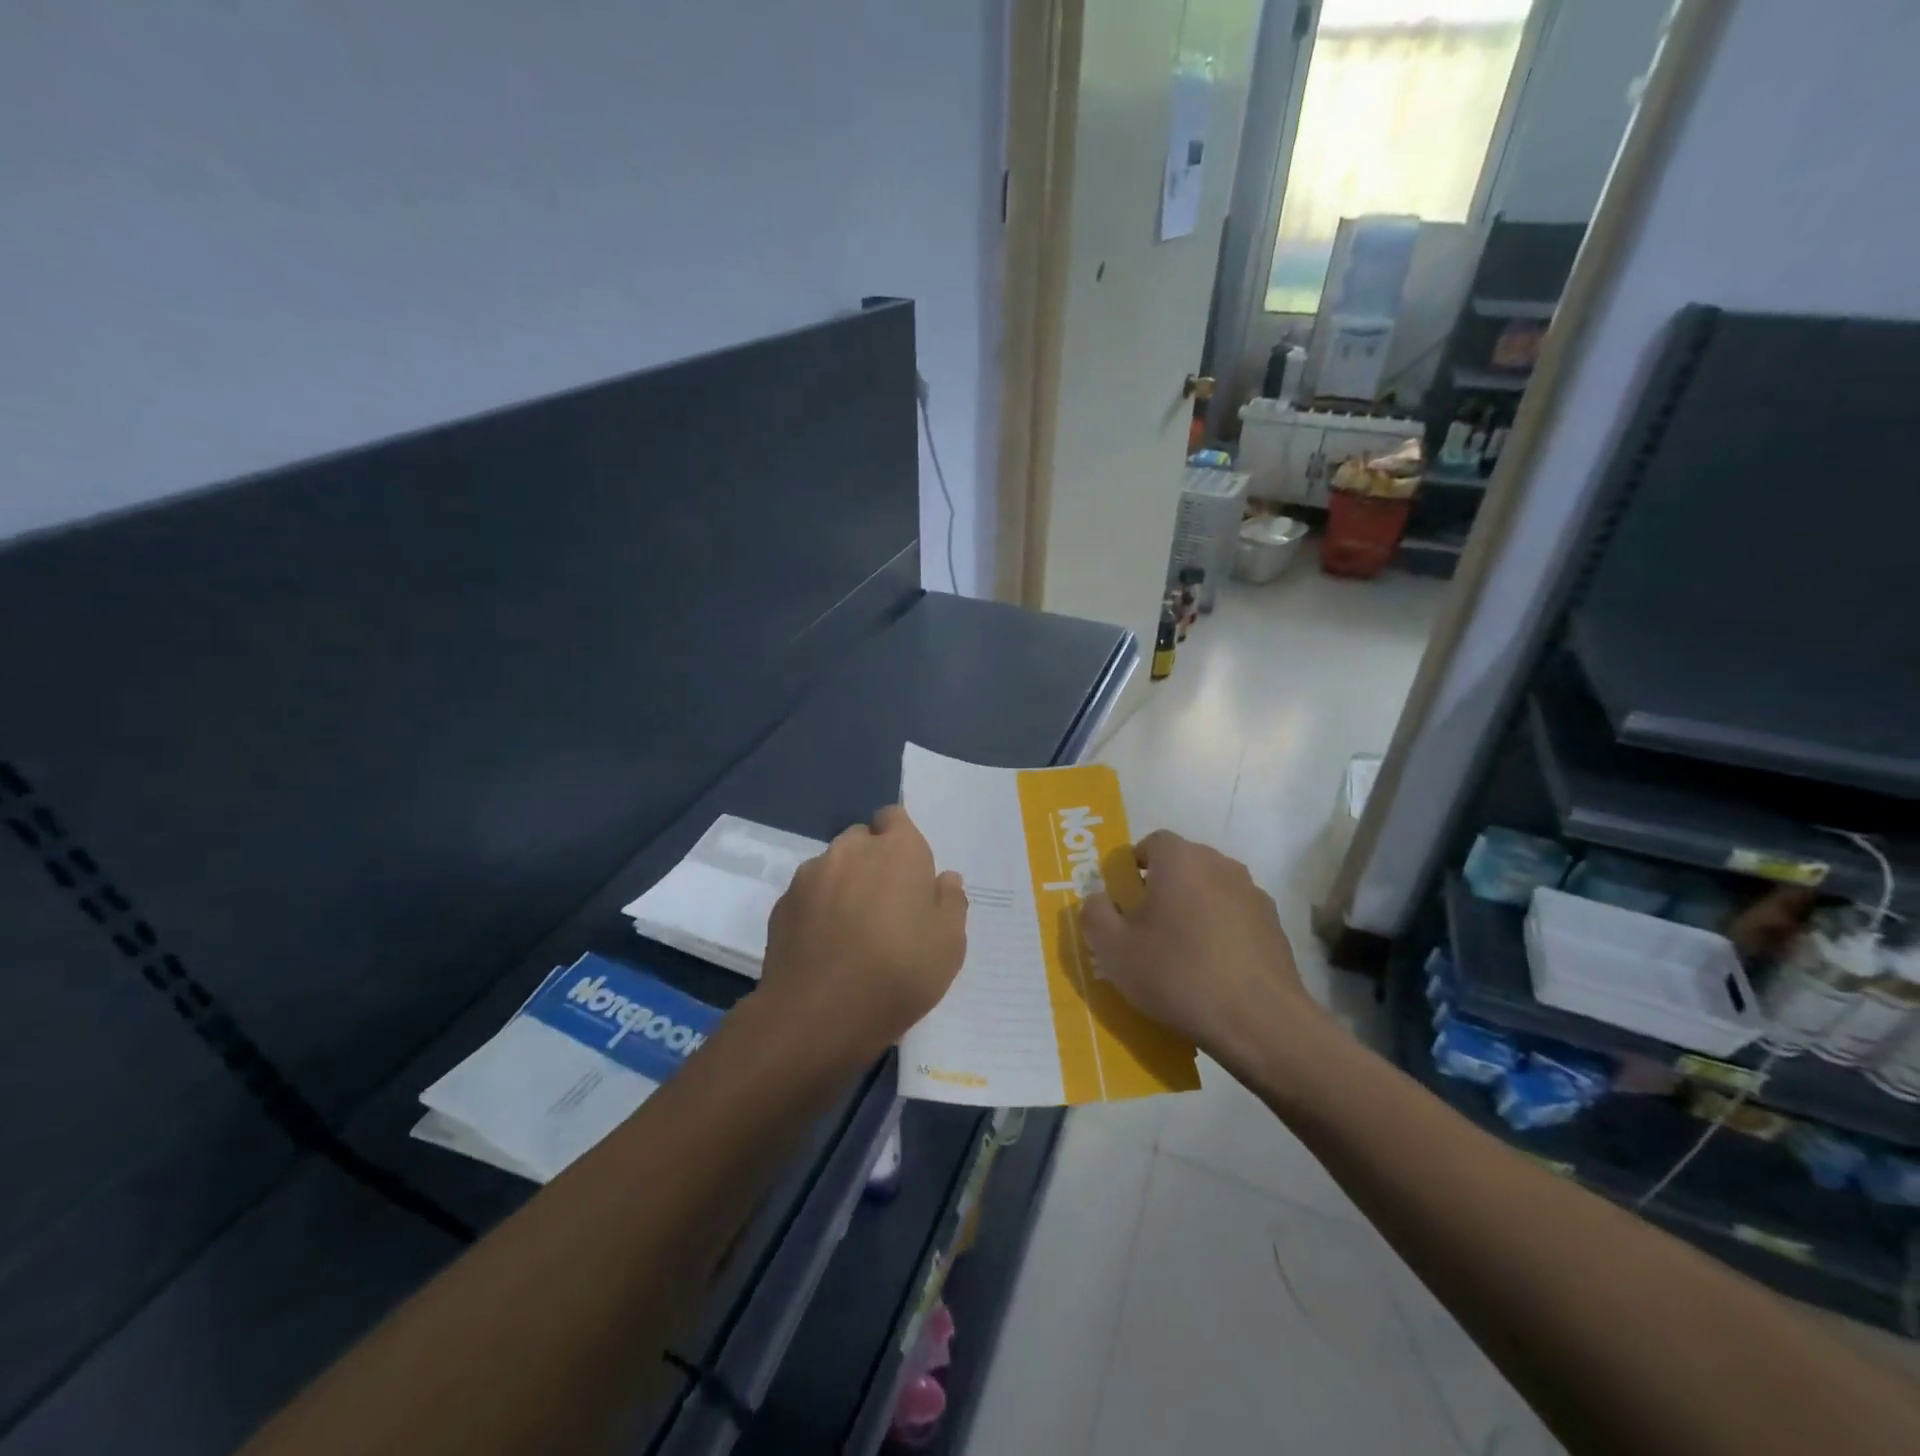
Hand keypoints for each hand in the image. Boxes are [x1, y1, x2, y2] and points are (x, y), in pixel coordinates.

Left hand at [758, 806, 968, 1067]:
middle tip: (886, 906)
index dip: (901, 841)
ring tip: (852, 930)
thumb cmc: (897, 974)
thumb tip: (945, 879)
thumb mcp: (949, 945)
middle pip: (863, 840)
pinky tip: (825, 946)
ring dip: (844, 885)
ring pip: (833, 867)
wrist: (818, 1015)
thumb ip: (951, 903)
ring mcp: (810, 875)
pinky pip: (808, 894)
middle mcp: (851, 850)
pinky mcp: (783, 903)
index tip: (909, 874)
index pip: (894, 817)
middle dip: (873, 862)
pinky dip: (818, 909)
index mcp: (897, 850)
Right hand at [1081, 830, 1318, 1068]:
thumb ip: (1095, 914)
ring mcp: (1252, 894)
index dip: (1133, 867)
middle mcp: (1220, 864)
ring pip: (1210, 891)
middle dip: (1162, 888)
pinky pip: (1235, 917)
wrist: (1259, 1021)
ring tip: (1180, 953)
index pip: (1151, 843)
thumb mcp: (1114, 950)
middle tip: (1145, 927)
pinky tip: (1213, 969)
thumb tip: (1097, 898)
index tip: (1123, 900)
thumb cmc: (1177, 974)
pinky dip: (1220, 931)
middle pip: (1182, 865)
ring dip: (1193, 909)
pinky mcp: (1274, 925)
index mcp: (1180, 860)